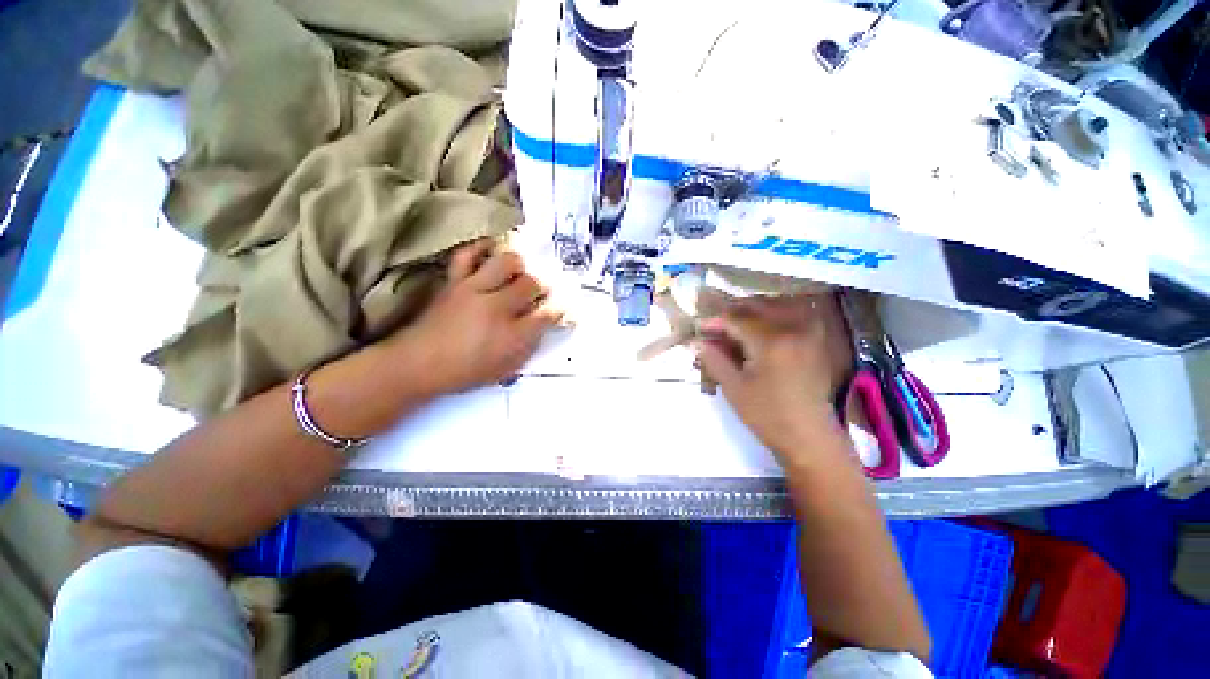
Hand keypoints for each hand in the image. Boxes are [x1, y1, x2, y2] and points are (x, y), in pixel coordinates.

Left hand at [387, 239, 561, 394]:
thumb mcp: (506, 368)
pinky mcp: (454, 281)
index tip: (560, 306)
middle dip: (541, 287)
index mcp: (512, 336)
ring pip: (506, 263)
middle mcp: (497, 308)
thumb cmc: (466, 371)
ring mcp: (473, 290)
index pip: (547, 314)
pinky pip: (467, 254)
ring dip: (518, 266)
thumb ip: (529, 346)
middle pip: (531, 284)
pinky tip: (491, 251)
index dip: (558, 309)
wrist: (418, 364)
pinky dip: (481, 248)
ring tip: (518, 273)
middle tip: (539, 291)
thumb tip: (543, 325)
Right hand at [695, 295, 847, 464]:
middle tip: (716, 325)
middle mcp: (793, 329)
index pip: (737, 319)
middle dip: (733, 312)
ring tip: (738, 323)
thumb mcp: (734, 388)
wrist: (809, 438)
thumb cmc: (767, 415)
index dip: (715, 321)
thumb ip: (714, 359)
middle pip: (758, 306)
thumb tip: (696, 341)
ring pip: (778, 306)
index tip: (700, 327)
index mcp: (771, 342)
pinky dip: (776, 314)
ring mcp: (810, 333)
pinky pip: (795, 315)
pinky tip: (763, 327)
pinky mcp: (817, 342)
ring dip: (754, 310)